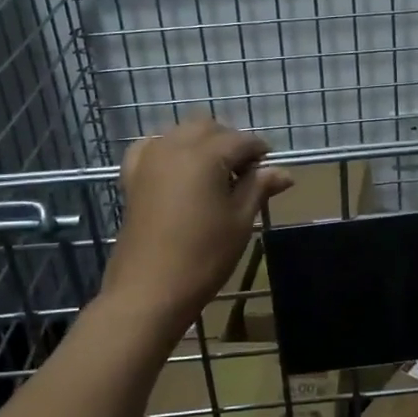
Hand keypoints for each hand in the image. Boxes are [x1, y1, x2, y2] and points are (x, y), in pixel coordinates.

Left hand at [103, 117, 293, 323]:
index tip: (270, 169)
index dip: (259, 151)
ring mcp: (149, 160)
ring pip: (180, 132)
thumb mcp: (240, 220)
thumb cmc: (204, 255)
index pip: (241, 140)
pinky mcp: (132, 177)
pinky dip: (169, 149)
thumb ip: (259, 188)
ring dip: (201, 142)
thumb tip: (284, 172)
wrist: (150, 289)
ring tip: (216, 174)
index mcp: (205, 155)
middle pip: (208, 128)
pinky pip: (152, 147)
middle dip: (230, 141)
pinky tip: (179, 169)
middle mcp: (174, 146)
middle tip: (245, 172)